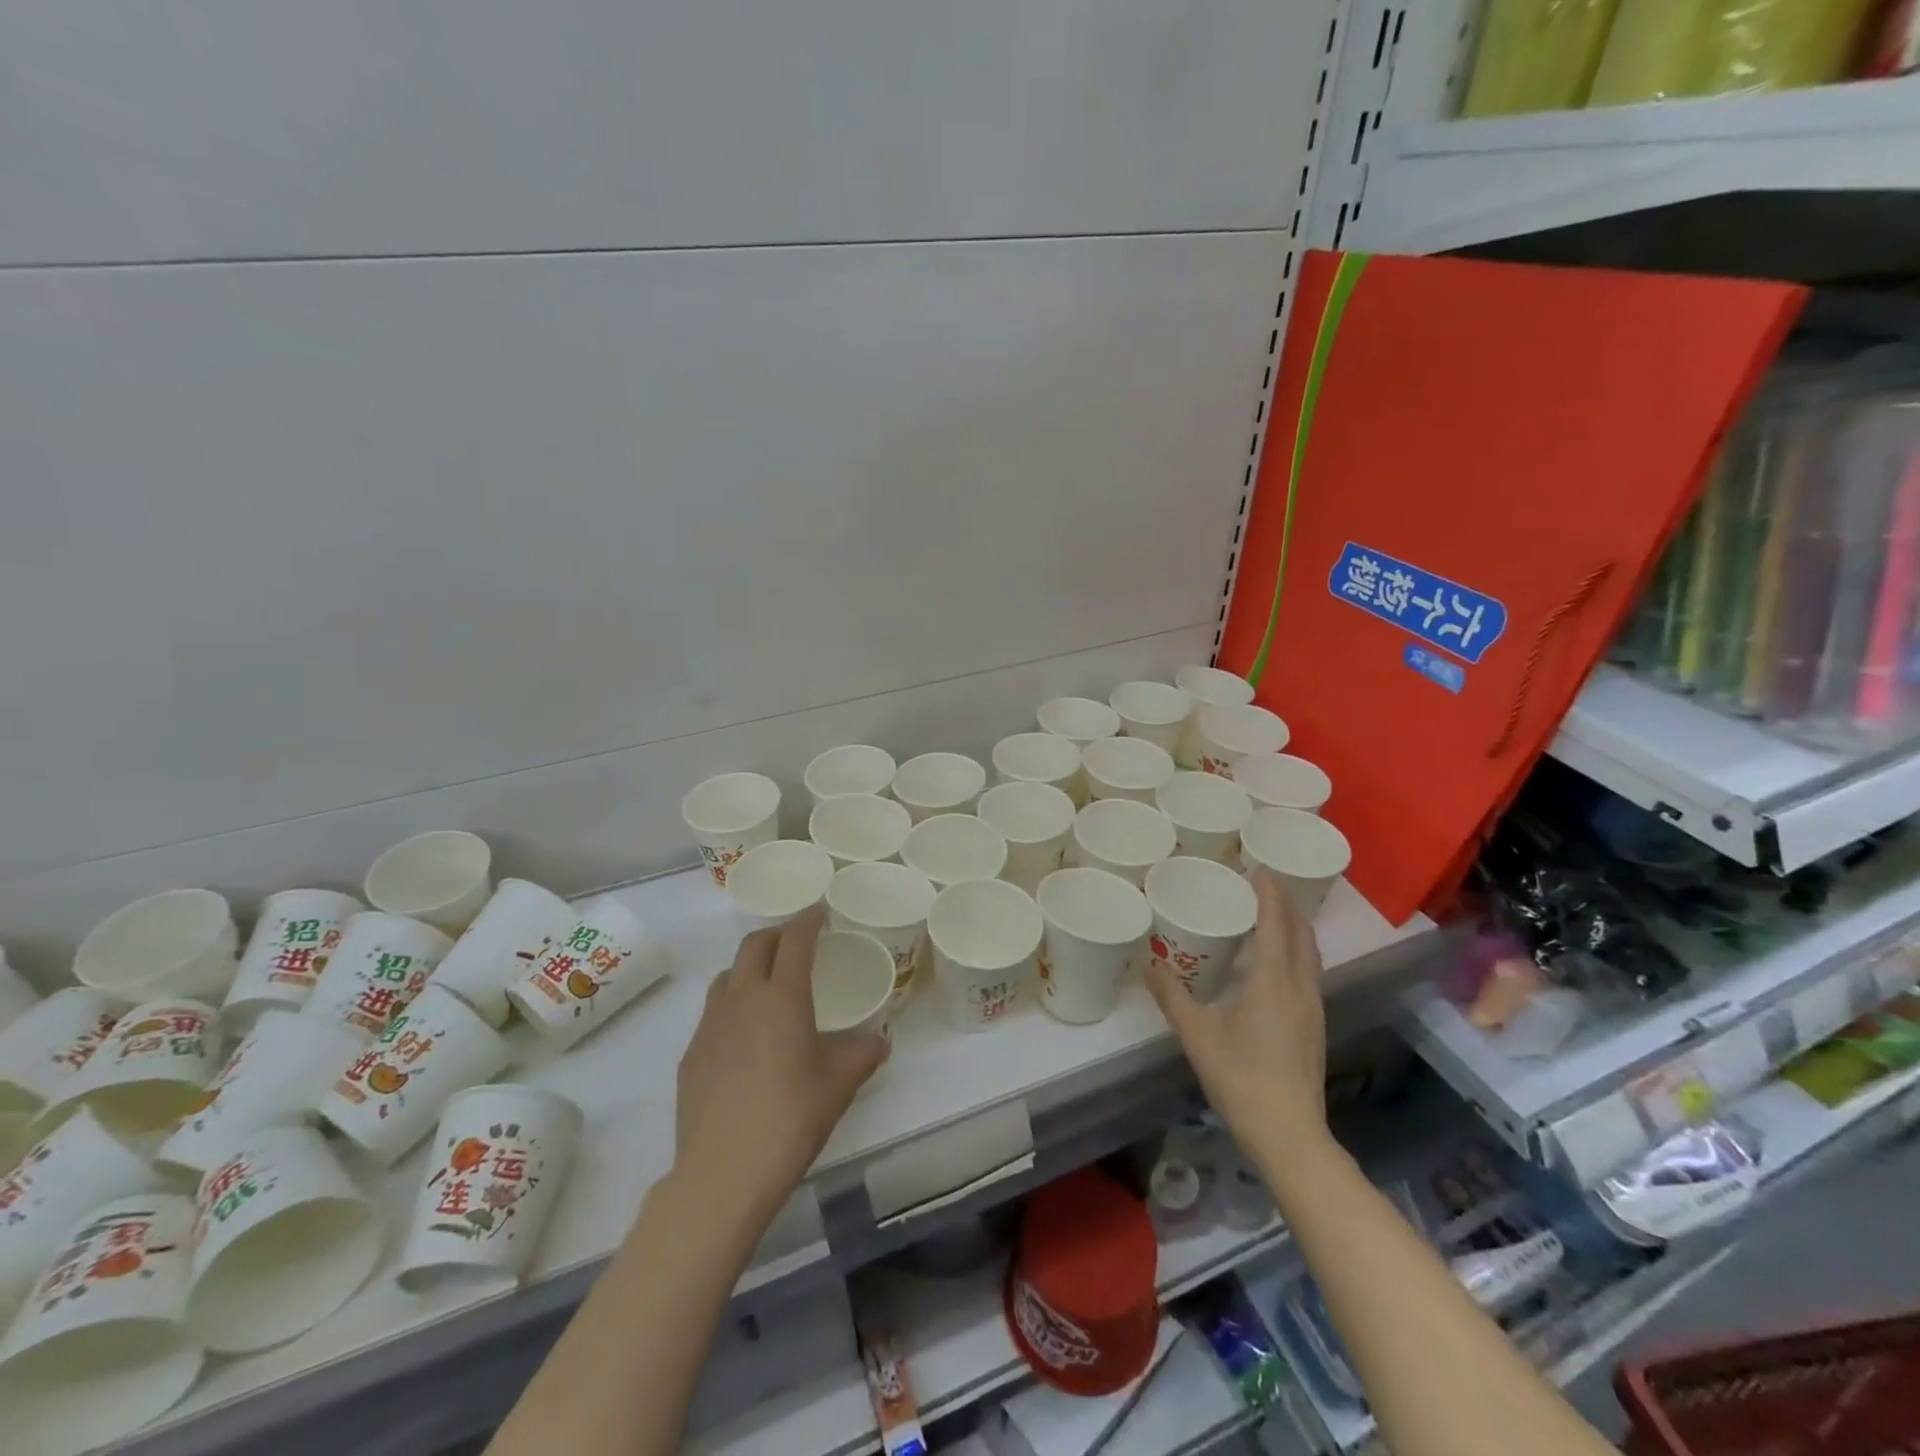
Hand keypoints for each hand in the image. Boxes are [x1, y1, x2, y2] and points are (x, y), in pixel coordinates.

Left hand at [672, 907, 887, 1221]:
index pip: (795, 941)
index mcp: (783, 997)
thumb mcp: (839, 1085)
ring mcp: (710, 1025)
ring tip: (767, 985)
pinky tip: (744, 1038)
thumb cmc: (791, 1118)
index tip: (818, 913)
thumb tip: (881, 1042)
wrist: (723, 1172)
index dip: (807, 921)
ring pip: (727, 976)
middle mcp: (743, 998)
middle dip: (776, 934)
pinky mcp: (691, 1054)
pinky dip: (731, 1006)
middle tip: (795, 941)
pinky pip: (713, 1013)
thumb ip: (862, 1055)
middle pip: (754, 945)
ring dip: (749, 968)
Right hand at [1147, 871, 1326, 1143]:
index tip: (1257, 868)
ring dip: (1293, 927)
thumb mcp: (1197, 1035)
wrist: (1289, 1135)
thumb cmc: (1241, 1079)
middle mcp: (1300, 986)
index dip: (1269, 893)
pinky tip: (1274, 962)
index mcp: (1274, 980)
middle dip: (1284, 904)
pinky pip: (1308, 971)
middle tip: (1259, 885)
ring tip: (1269, 915)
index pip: (1276, 923)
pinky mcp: (1314, 1025)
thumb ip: (1172, 996)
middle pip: (1300, 933)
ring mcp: (1313, 1008)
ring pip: (1309, 953)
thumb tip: (1149, 963)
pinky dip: (1294, 951)